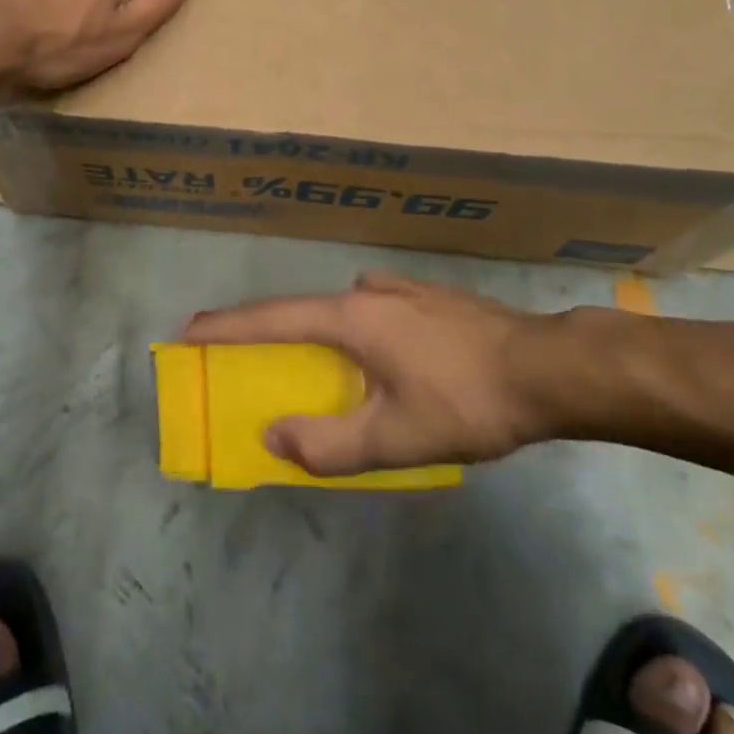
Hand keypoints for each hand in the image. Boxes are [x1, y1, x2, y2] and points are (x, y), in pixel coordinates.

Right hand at [182, 272, 577, 475]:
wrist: (546, 367)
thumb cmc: (464, 401)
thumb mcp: (395, 438)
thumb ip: (329, 444)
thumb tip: (273, 436)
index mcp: (350, 319)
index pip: (272, 320)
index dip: (226, 326)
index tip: (187, 330)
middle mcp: (367, 292)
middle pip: (303, 311)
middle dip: (267, 331)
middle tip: (241, 352)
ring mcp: (400, 289)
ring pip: (341, 310)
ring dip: (315, 332)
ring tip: (314, 363)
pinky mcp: (427, 297)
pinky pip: (372, 310)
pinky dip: (353, 331)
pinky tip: (378, 354)